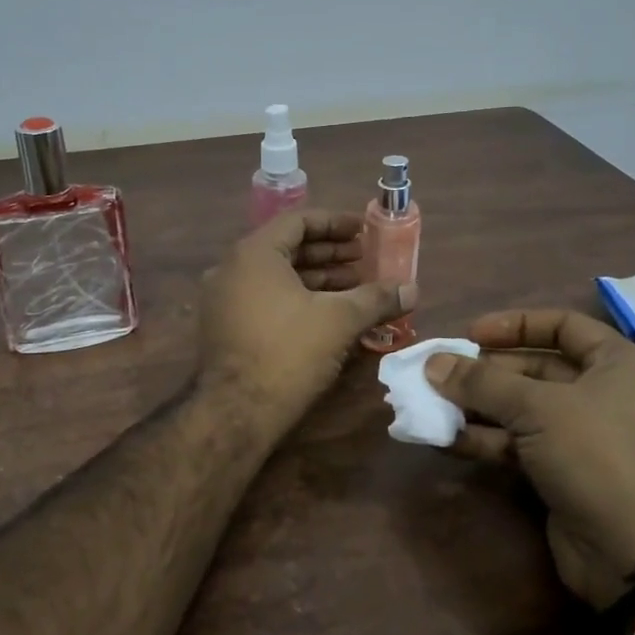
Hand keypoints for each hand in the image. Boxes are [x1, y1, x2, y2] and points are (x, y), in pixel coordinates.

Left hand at [198, 211, 413, 426]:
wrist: (236, 412)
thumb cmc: (288, 352)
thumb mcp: (339, 320)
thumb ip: (376, 298)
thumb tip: (413, 289)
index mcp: (253, 254)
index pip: (298, 221)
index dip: (335, 223)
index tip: (363, 231)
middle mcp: (231, 269)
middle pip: (287, 249)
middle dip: (329, 254)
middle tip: (365, 261)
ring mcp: (222, 300)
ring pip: (276, 278)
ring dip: (316, 279)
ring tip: (354, 289)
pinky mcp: (223, 328)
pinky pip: (264, 300)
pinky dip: (296, 300)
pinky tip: (327, 316)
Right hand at [424, 310, 634, 608]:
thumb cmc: (597, 456)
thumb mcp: (537, 408)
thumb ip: (482, 382)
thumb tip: (432, 363)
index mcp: (619, 364)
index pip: (564, 324)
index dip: (515, 324)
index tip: (470, 334)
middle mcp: (606, 394)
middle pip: (537, 368)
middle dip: (486, 371)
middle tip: (441, 373)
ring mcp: (586, 437)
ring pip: (523, 409)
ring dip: (479, 407)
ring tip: (432, 405)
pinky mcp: (566, 472)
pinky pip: (521, 444)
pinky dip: (487, 440)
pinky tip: (446, 440)